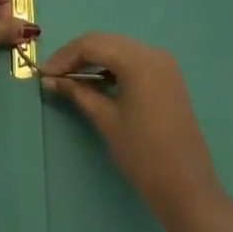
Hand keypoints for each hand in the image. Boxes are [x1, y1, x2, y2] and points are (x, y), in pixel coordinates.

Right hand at [40, 32, 225, 227]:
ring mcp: (164, 63)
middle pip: (105, 42)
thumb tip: (50, 79)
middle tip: (54, 75)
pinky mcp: (168, 77)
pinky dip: (113, 66)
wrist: (188, 189)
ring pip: (119, 49)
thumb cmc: (143, 155)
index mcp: (137, 60)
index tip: (44, 73)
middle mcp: (152, 52)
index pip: (91, 45)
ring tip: (72, 80)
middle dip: (77, 55)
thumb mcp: (106, 120)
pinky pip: (134, 60)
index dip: (64, 57)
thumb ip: (78, 93)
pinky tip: (98, 82)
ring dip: (94, 59)